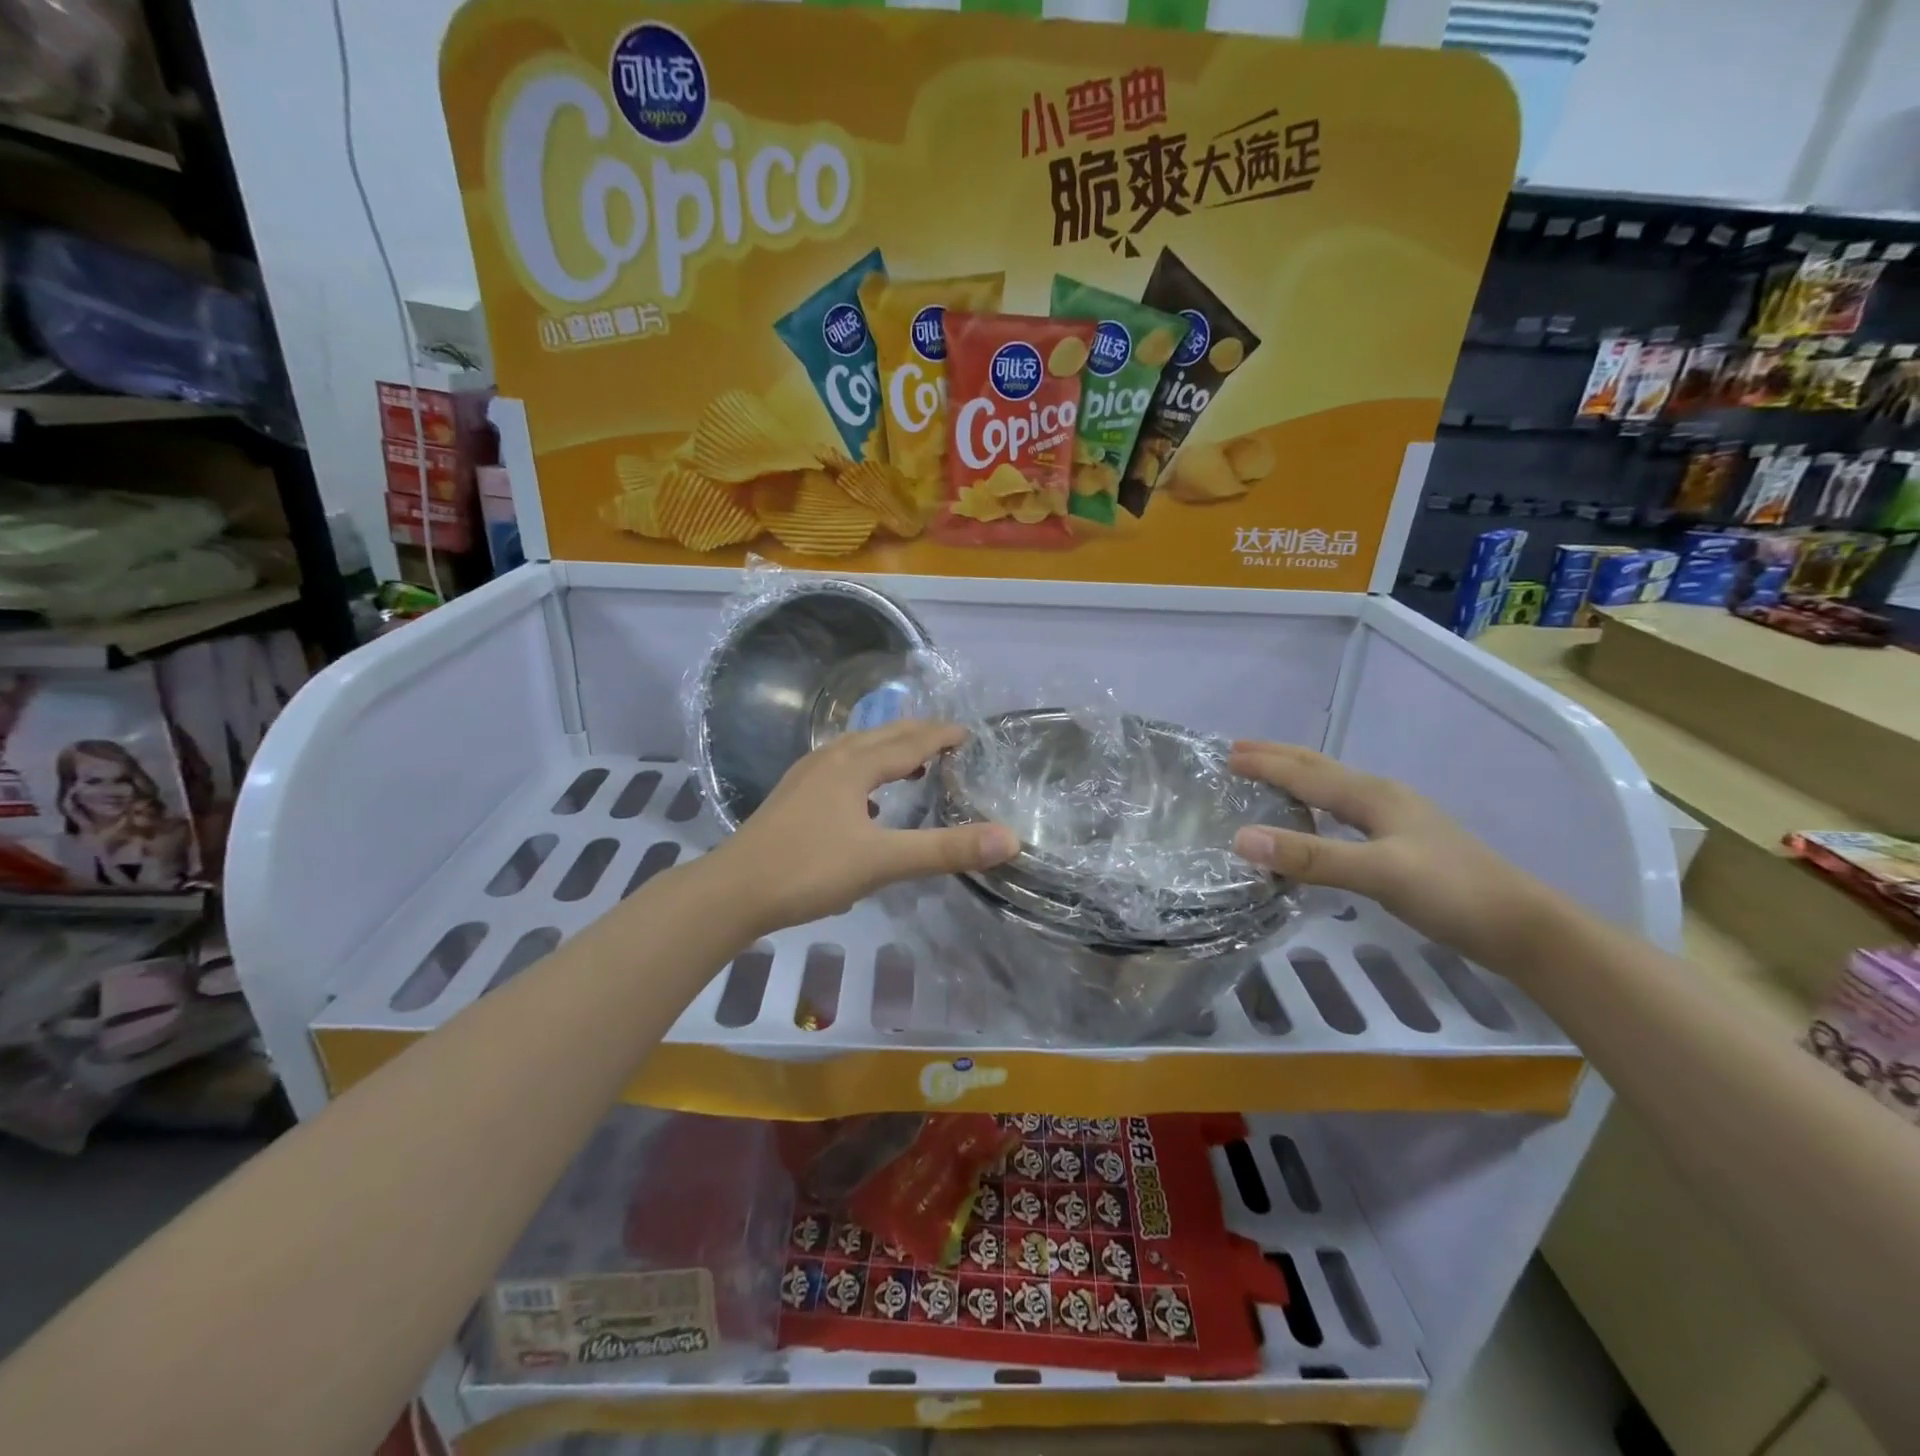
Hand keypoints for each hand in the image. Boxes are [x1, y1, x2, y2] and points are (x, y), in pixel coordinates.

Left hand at [710, 719, 1018, 938]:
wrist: (733, 890)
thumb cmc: (809, 870)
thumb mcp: (883, 862)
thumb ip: (945, 850)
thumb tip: (1010, 838)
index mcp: (854, 766)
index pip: (909, 741)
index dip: (941, 736)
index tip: (967, 733)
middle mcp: (830, 760)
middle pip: (881, 737)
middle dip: (916, 735)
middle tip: (947, 740)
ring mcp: (806, 776)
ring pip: (856, 751)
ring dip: (888, 751)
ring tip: (912, 764)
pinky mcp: (792, 797)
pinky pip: (838, 770)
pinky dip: (864, 773)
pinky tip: (865, 802)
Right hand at [1228, 741, 1561, 977]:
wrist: (1524, 928)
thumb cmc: (1450, 892)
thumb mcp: (1377, 872)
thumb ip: (1310, 856)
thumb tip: (1241, 838)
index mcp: (1372, 795)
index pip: (1305, 773)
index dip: (1265, 763)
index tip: (1225, 754)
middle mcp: (1382, 798)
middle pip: (1320, 769)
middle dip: (1278, 757)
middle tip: (1238, 751)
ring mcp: (1396, 820)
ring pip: (1333, 788)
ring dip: (1296, 777)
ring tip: (1267, 776)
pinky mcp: (1403, 844)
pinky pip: (1344, 811)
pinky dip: (1316, 805)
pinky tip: (1317, 820)